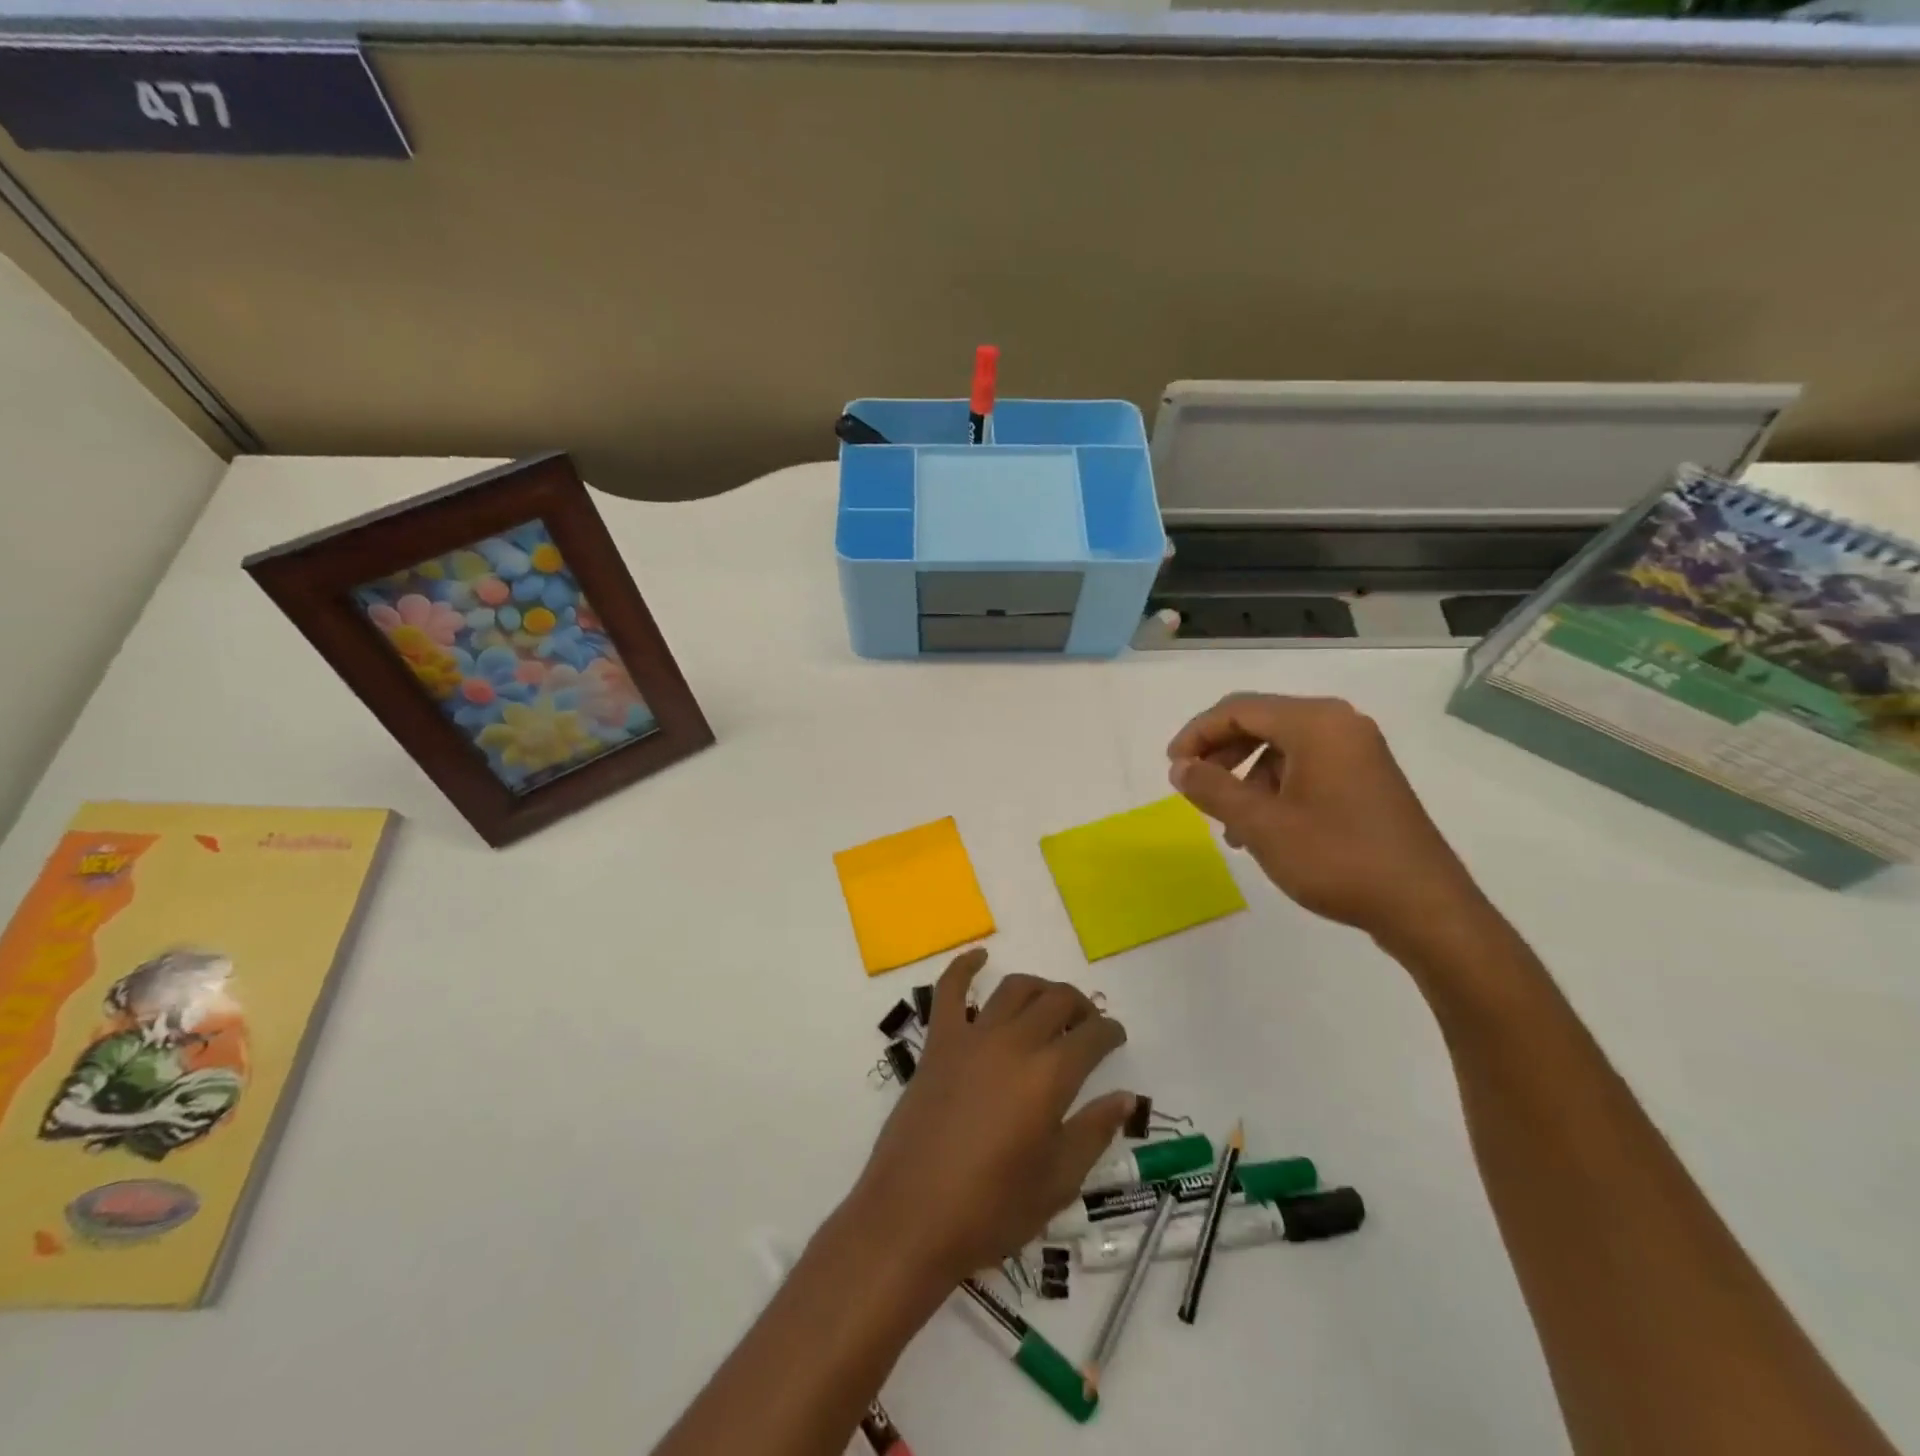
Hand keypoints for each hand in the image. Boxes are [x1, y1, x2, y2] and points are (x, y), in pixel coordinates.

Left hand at [842, 948, 1132, 1286]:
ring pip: (1014, 989)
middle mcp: (1013, 1044)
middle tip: (1088, 1023)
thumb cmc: (991, 1211)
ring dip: (1039, 987)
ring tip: (1050, 1001)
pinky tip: (980, 957)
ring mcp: (971, 1038)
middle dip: (1080, 1005)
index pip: (1091, 1037)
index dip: (1110, 1032)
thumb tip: (1124, 1097)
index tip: (1116, 1036)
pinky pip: (950, 991)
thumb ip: (1092, 1132)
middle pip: (1056, 1001)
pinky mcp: (938, 1043)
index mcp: (1049, 1078)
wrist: (911, 1219)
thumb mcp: (1056, 1183)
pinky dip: (965, 967)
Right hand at [1167, 693, 1481, 943]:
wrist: (1424, 907)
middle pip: (1260, 722)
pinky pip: (1305, 767)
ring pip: (1280, 748)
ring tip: (1227, 821)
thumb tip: (1180, 767)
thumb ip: (1213, 789)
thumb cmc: (1337, 858)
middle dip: (1220, 753)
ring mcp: (1357, 751)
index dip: (1197, 734)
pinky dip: (1273, 788)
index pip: (1238, 709)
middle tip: (1193, 788)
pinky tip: (1262, 829)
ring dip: (1244, 776)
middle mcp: (1339, 725)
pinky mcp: (1366, 778)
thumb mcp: (1261, 824)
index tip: (1173, 769)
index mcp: (1315, 723)